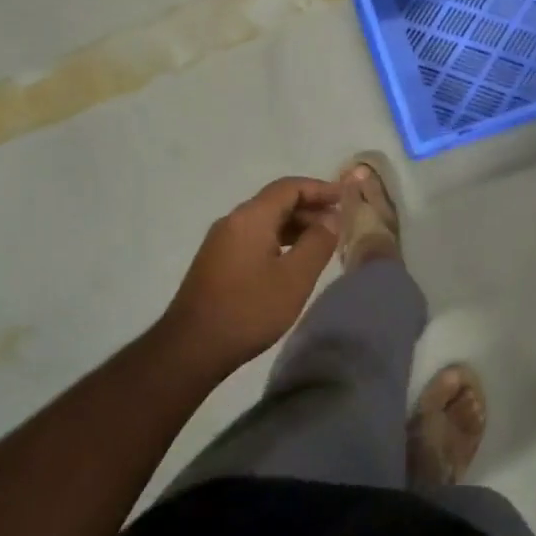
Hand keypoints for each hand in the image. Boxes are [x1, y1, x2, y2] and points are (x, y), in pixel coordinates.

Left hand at [161, 176, 342, 373]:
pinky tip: (290, 262)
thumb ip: (317, 242)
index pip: (289, 187)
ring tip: (320, 244)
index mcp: (251, 217)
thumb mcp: (294, 278)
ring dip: (294, 226)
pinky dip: (277, 240)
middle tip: (337, 224)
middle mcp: (233, 220)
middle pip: (275, 202)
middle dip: (309, 208)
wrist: (190, 348)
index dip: (319, 189)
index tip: (345, 198)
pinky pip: (253, 237)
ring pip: (264, 221)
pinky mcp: (215, 262)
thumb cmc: (248, 309)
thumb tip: (331, 217)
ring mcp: (220, 241)